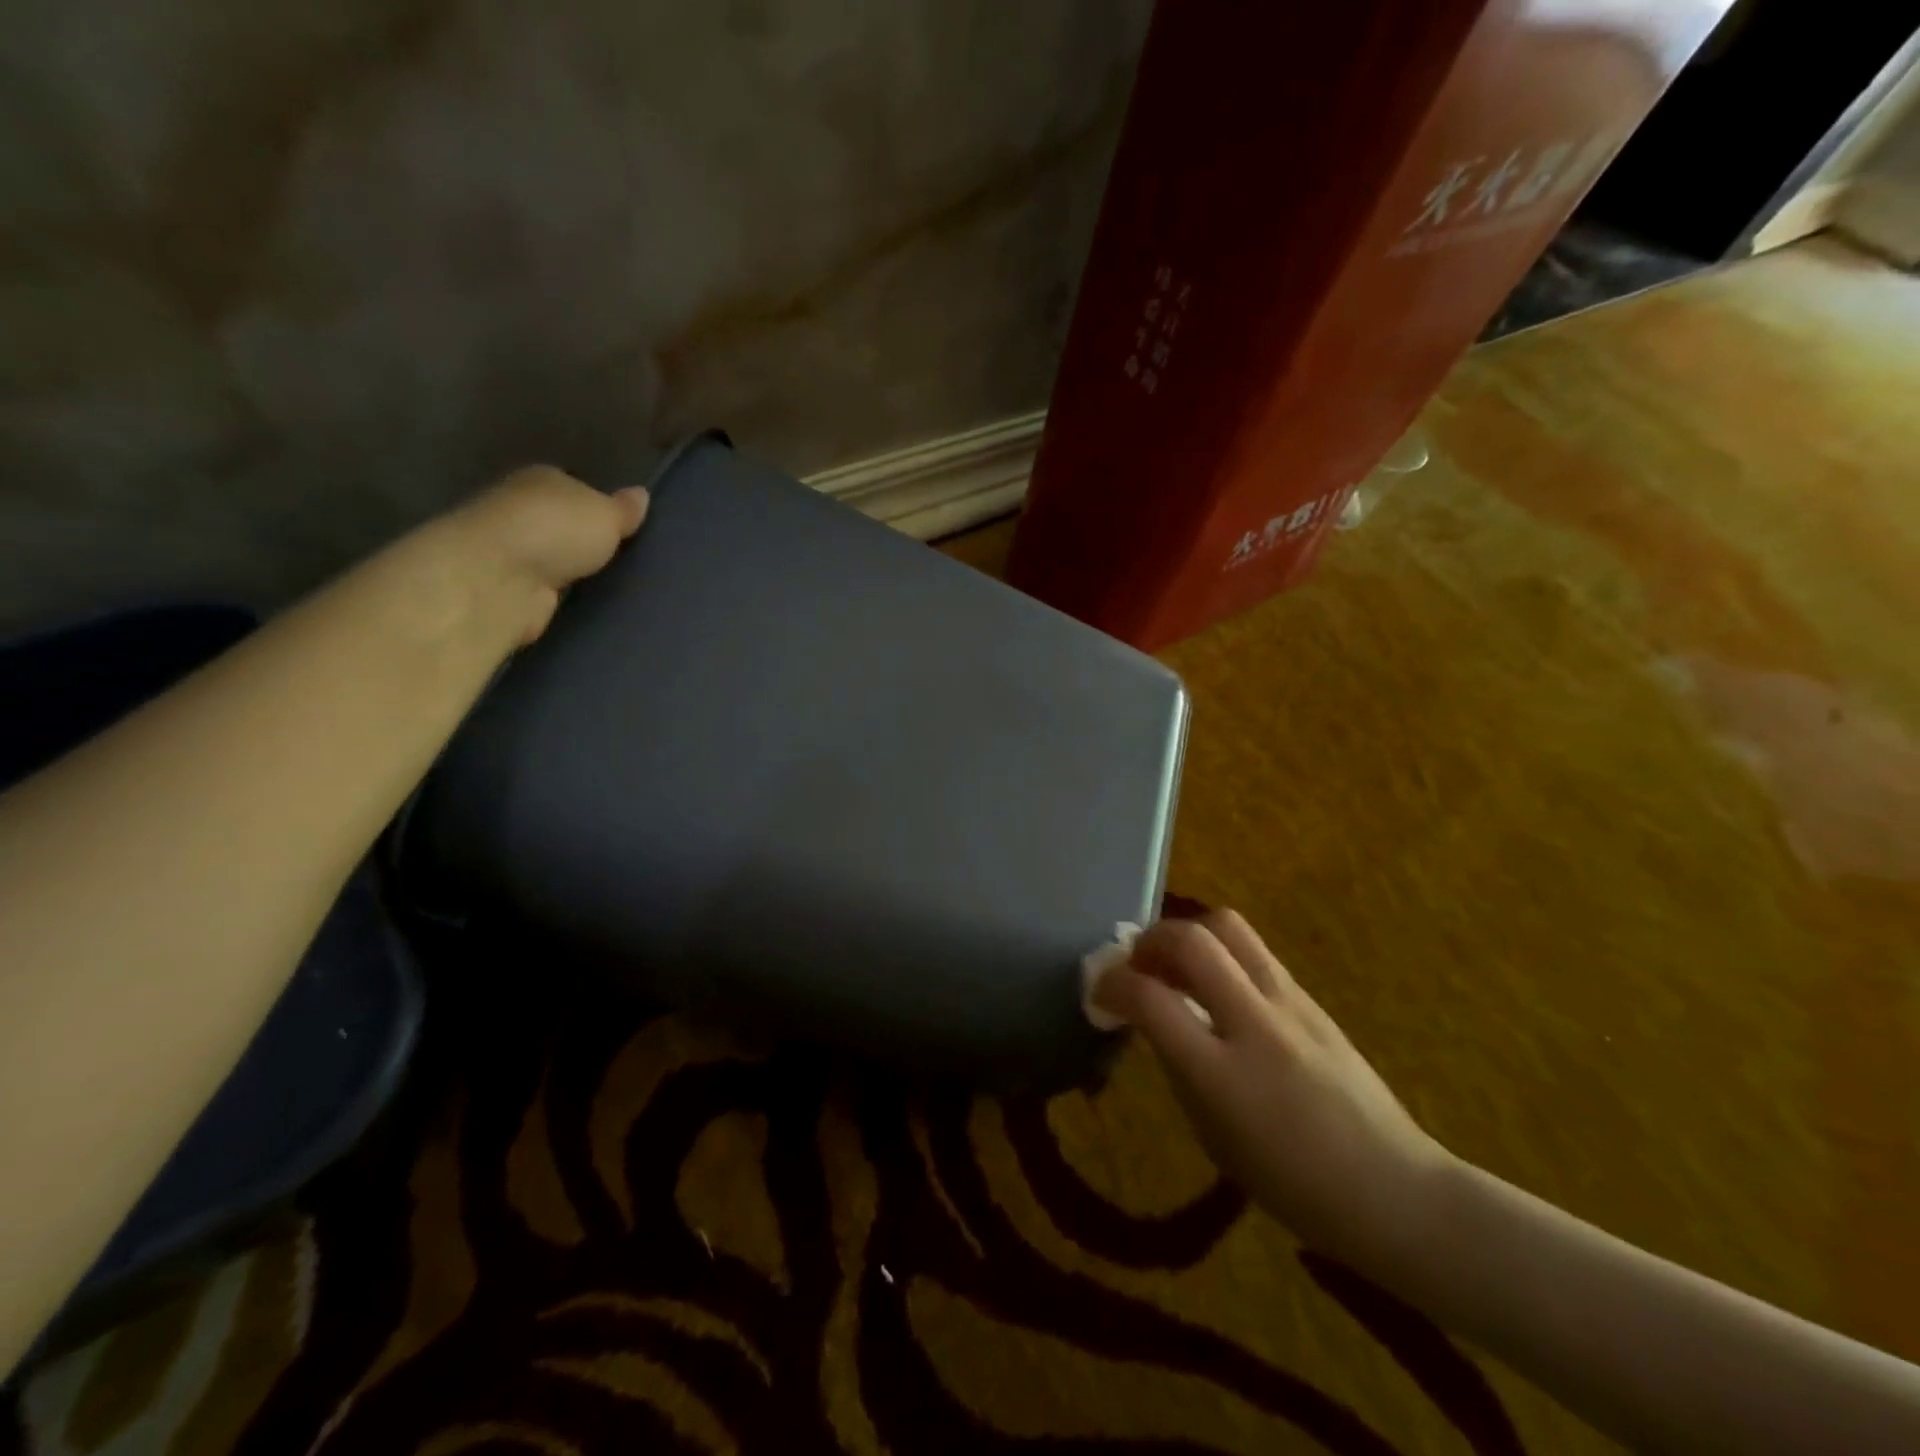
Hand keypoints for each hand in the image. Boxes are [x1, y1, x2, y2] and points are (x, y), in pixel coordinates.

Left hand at [433, 465, 649, 644]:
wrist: (497, 579)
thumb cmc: (554, 531)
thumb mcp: (605, 514)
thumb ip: (623, 509)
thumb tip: (641, 494)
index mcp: (542, 480)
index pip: (574, 488)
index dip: (598, 506)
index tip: (625, 529)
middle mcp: (521, 509)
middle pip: (562, 524)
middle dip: (586, 540)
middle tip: (625, 560)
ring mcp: (512, 551)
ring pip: (554, 558)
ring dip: (573, 571)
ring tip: (614, 586)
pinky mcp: (509, 588)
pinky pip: (547, 589)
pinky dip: (561, 595)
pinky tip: (587, 605)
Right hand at [1094, 910, 1453, 1276]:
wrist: (1395, 1190)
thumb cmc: (1294, 1186)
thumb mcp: (1214, 1137)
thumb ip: (1178, 1068)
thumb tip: (1152, 1019)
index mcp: (1222, 1074)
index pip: (1150, 998)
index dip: (1112, 984)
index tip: (1099, 992)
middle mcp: (1256, 1024)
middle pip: (1191, 940)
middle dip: (1149, 940)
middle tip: (1137, 964)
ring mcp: (1291, 1004)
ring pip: (1227, 927)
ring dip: (1187, 935)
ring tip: (1176, 966)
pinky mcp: (1311, 998)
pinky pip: (1254, 951)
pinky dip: (1220, 954)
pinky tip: (1218, 987)